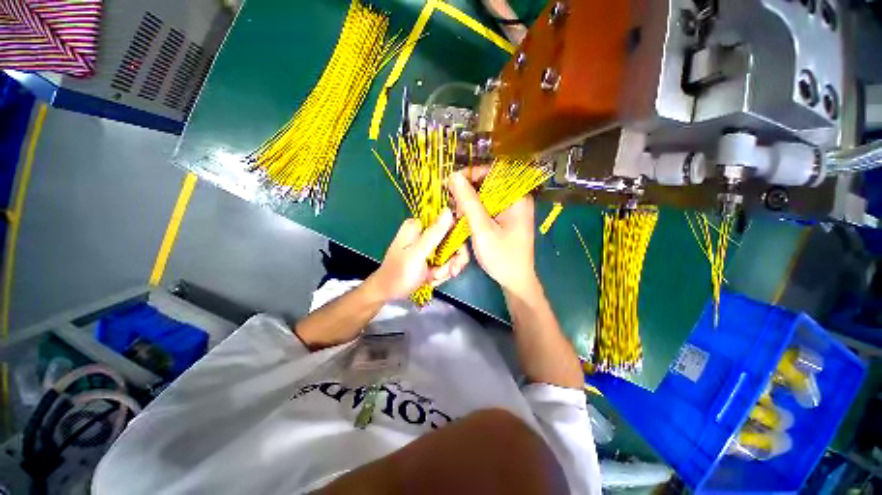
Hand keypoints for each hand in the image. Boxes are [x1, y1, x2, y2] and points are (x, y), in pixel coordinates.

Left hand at [366, 209, 469, 301]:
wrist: (388, 293)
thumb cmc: (399, 273)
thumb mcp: (417, 254)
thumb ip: (434, 234)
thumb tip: (449, 211)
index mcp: (418, 226)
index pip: (449, 223)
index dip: (457, 239)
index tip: (457, 255)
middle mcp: (424, 233)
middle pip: (453, 241)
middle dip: (451, 260)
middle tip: (448, 271)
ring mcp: (428, 246)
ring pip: (451, 254)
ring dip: (445, 269)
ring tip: (431, 277)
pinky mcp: (430, 258)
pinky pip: (446, 263)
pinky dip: (441, 274)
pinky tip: (430, 279)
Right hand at [448, 170, 539, 297]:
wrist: (515, 281)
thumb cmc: (501, 256)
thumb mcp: (482, 229)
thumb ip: (468, 202)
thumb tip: (453, 176)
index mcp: (517, 197)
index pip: (495, 171)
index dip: (472, 172)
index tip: (452, 182)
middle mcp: (516, 198)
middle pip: (489, 182)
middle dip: (468, 190)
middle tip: (452, 203)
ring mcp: (511, 208)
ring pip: (486, 195)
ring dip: (469, 201)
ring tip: (456, 214)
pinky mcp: (505, 218)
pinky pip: (487, 206)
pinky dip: (474, 210)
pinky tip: (464, 219)